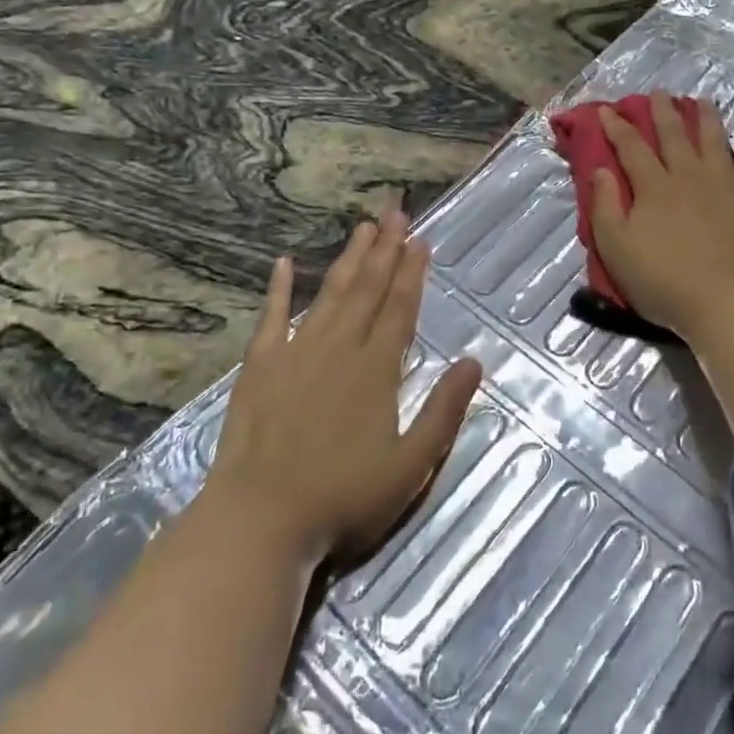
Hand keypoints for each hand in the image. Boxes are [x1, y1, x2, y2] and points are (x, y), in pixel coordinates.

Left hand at [206, 210, 482, 567]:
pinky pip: (271, 317)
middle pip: (368, 289)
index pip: (400, 308)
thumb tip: (473, 361)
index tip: (420, 240)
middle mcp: (339, 348)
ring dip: (348, 259)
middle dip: (385, 249)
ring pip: (330, 294)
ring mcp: (296, 353)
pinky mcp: (259, 367)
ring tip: (362, 228)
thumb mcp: (410, 465)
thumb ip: (444, 410)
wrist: (259, 521)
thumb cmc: (343, 499)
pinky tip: (283, 263)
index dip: (412, 273)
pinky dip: (279, 289)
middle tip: (395, 212)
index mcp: (376, 369)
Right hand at [588, 91, 733, 337]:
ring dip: (707, 119)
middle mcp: (689, 176)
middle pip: (674, 136)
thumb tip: (600, 169)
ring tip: (703, 100)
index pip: (631, 147)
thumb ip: (605, 205)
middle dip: (663, 111)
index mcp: (654, 187)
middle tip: (658, 92)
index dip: (617, 127)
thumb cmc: (664, 281)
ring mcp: (726, 186)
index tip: (608, 109)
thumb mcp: (617, 248)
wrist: (727, 304)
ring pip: (715, 142)